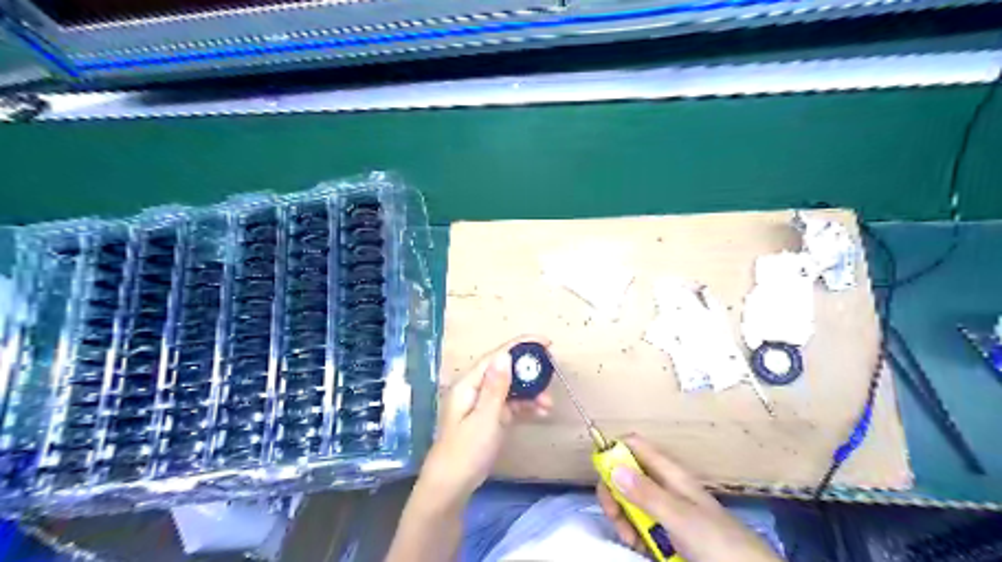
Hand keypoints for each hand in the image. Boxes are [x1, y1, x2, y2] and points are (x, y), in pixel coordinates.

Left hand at [417, 335, 555, 511]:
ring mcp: (482, 404)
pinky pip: (510, 405)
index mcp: (469, 384)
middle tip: (551, 372)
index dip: (520, 345)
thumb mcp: (485, 418)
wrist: (451, 486)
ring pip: (510, 388)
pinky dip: (525, 407)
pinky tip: (541, 412)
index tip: (545, 342)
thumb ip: (496, 387)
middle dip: (529, 371)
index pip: (497, 356)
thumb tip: (505, 356)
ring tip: (549, 403)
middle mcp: (475, 389)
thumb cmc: (466, 452)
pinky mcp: (489, 418)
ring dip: (530, 392)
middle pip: (505, 370)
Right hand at [594, 434, 782, 561]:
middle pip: (626, 474)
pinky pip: (639, 523)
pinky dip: (632, 532)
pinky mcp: (666, 531)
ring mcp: (665, 509)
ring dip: (622, 516)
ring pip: (629, 500)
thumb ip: (646, 493)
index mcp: (669, 473)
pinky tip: (637, 546)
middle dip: (614, 491)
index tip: (601, 473)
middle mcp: (664, 486)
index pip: (634, 446)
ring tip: (630, 538)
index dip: (614, 451)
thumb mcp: (680, 517)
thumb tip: (612, 466)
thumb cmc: (717, 541)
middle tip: (614, 515)